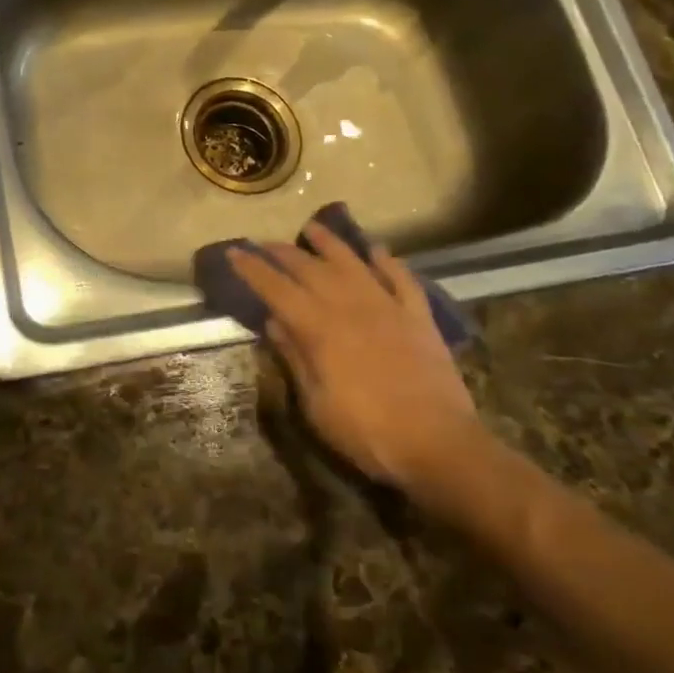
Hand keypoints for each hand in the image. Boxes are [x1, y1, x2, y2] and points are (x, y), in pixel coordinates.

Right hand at [228, 221, 487, 496]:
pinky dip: (388, 261)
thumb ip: (296, 358)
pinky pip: (401, 279)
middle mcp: (350, 306)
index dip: (253, 269)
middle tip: (265, 243)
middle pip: (311, 269)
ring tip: (313, 228)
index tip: (234, 251)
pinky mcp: (418, 317)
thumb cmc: (367, 433)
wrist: (439, 444)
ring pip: (353, 263)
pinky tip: (377, 251)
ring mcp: (388, 307)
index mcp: (319, 328)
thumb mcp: (317, 405)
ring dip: (331, 243)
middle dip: (283, 253)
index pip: (276, 289)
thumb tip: (275, 322)